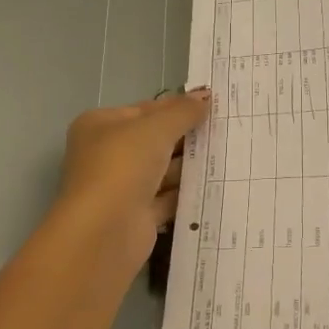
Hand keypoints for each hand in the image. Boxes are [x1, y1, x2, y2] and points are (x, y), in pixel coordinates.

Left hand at [52, 90, 210, 268]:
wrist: (105, 232)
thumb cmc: (124, 165)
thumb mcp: (156, 128)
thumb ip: (183, 112)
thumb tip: (205, 96)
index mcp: (100, 125)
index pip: (145, 109)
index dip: (177, 106)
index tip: (211, 104)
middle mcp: (106, 154)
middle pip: (154, 140)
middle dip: (186, 136)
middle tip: (225, 128)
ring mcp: (121, 187)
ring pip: (161, 170)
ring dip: (189, 164)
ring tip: (228, 153)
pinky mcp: (136, 216)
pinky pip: (167, 198)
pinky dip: (186, 192)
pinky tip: (215, 184)